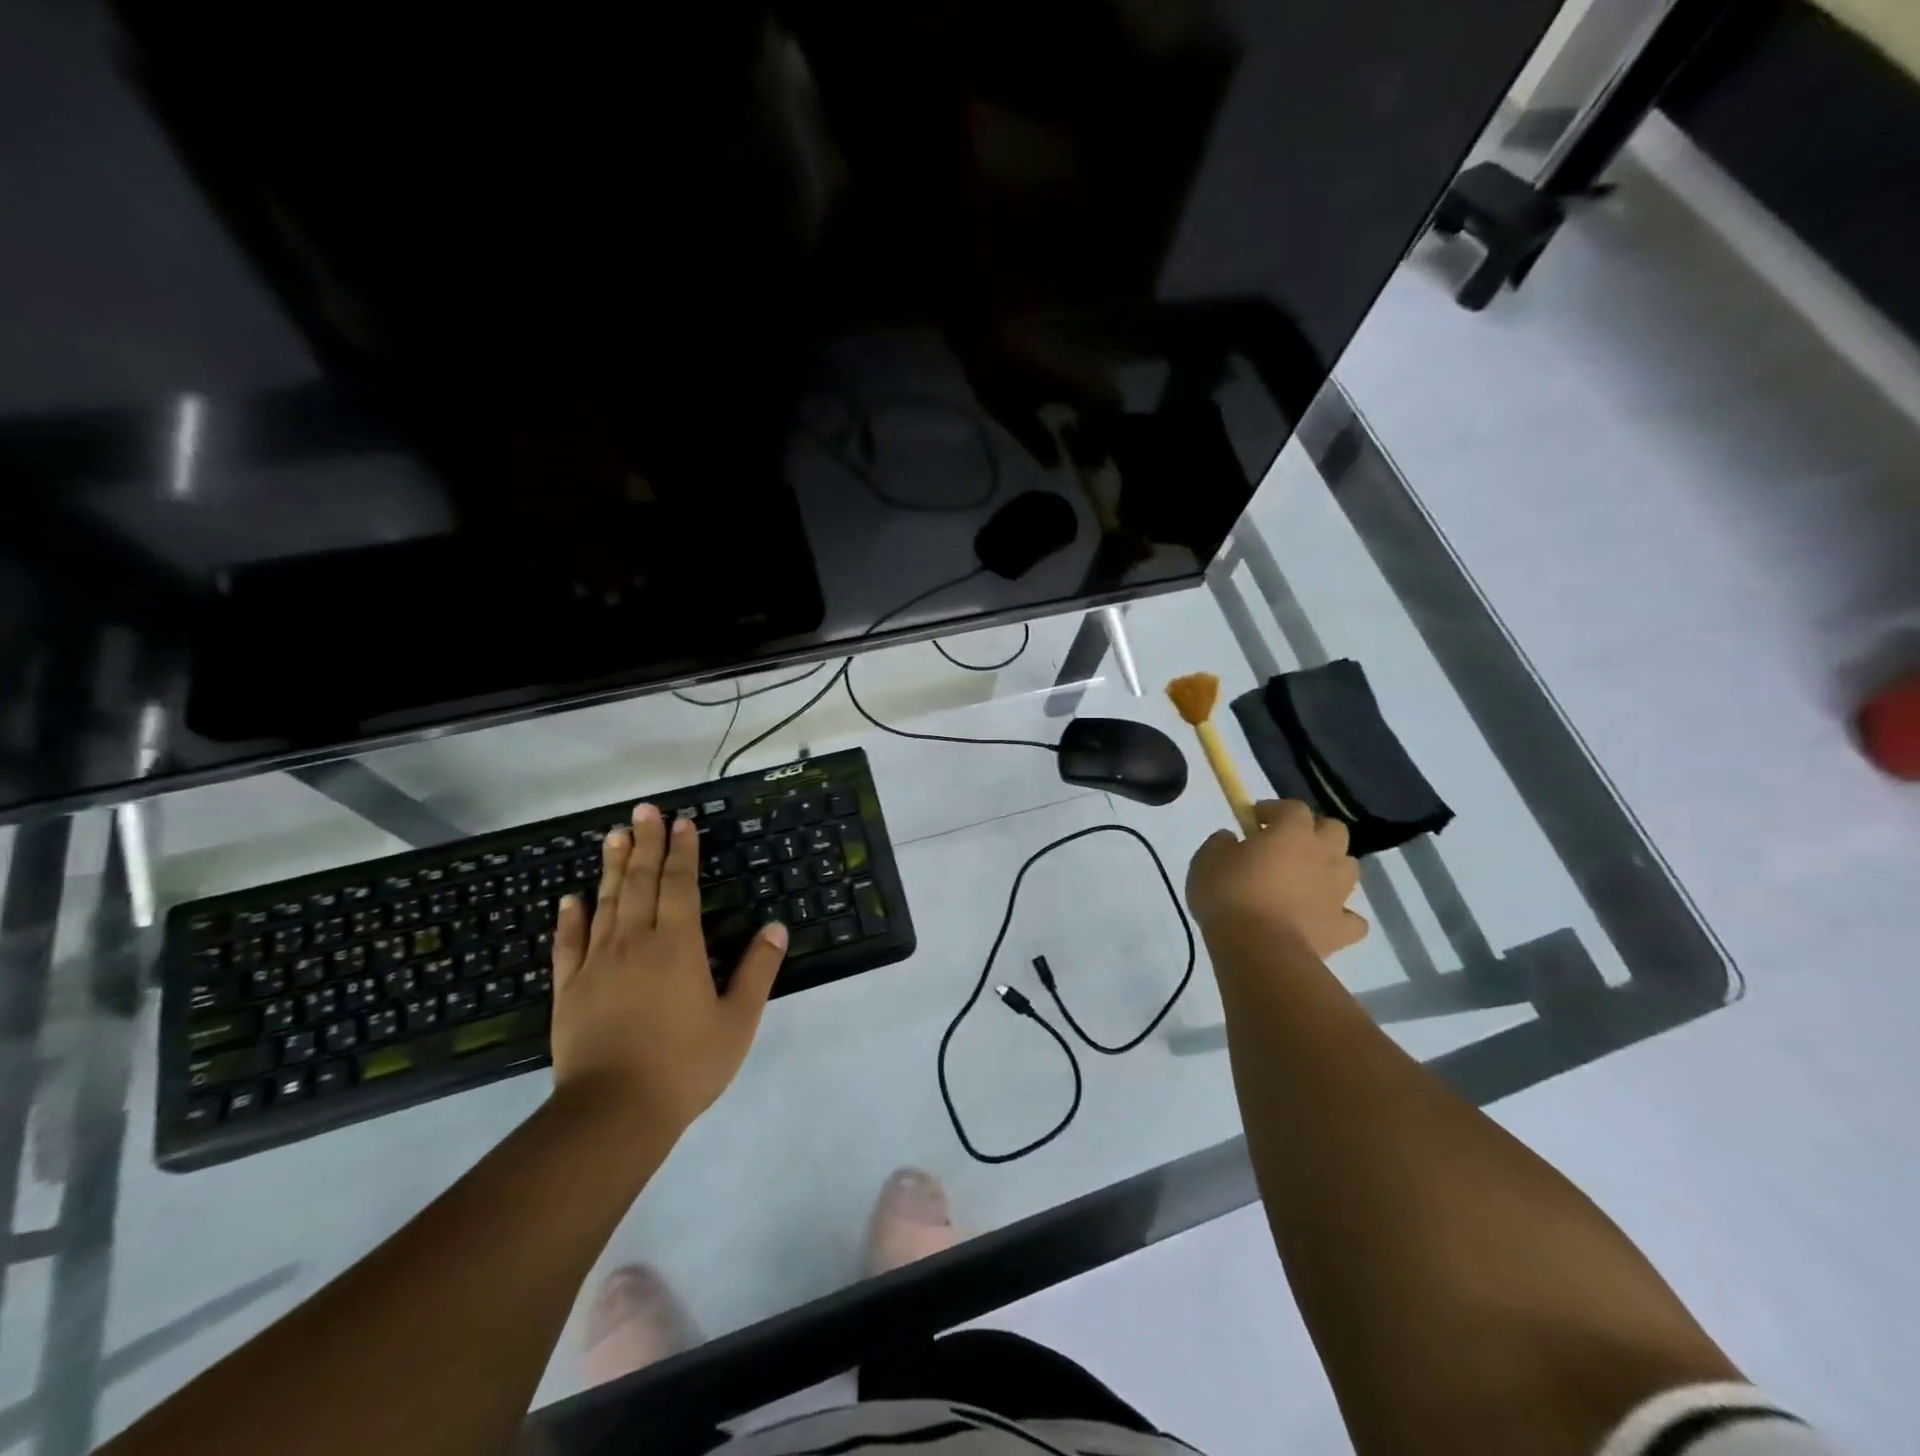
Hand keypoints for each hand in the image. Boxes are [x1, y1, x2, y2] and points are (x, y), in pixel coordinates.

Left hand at [549, 804, 787, 1139]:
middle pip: (639, 882)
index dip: (682, 852)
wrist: (613, 1113)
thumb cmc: (685, 1065)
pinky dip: (570, 918)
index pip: (680, 885)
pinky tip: (570, 899)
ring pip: (604, 903)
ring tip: (613, 835)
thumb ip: (758, 970)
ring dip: (610, 867)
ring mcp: (596, 964)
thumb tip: (775, 926)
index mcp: (678, 946)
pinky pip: (568, 944)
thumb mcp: (738, 1020)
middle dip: (645, 844)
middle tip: (643, 811)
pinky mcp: (569, 990)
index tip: (681, 822)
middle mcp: (635, 943)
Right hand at [1186, 800, 1368, 958]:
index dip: (1274, 809)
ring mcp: (1337, 893)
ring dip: (1331, 868)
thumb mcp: (1207, 859)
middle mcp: (1323, 856)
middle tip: (1286, 845)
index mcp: (1293, 832)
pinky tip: (1322, 919)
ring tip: (1305, 879)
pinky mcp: (1342, 929)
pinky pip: (1352, 919)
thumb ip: (1222, 842)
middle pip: (1334, 830)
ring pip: (1349, 868)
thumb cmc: (1230, 895)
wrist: (1258, 949)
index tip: (1252, 819)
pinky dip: (1340, 916)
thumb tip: (1232, 840)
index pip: (1293, 807)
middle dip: (1314, 832)